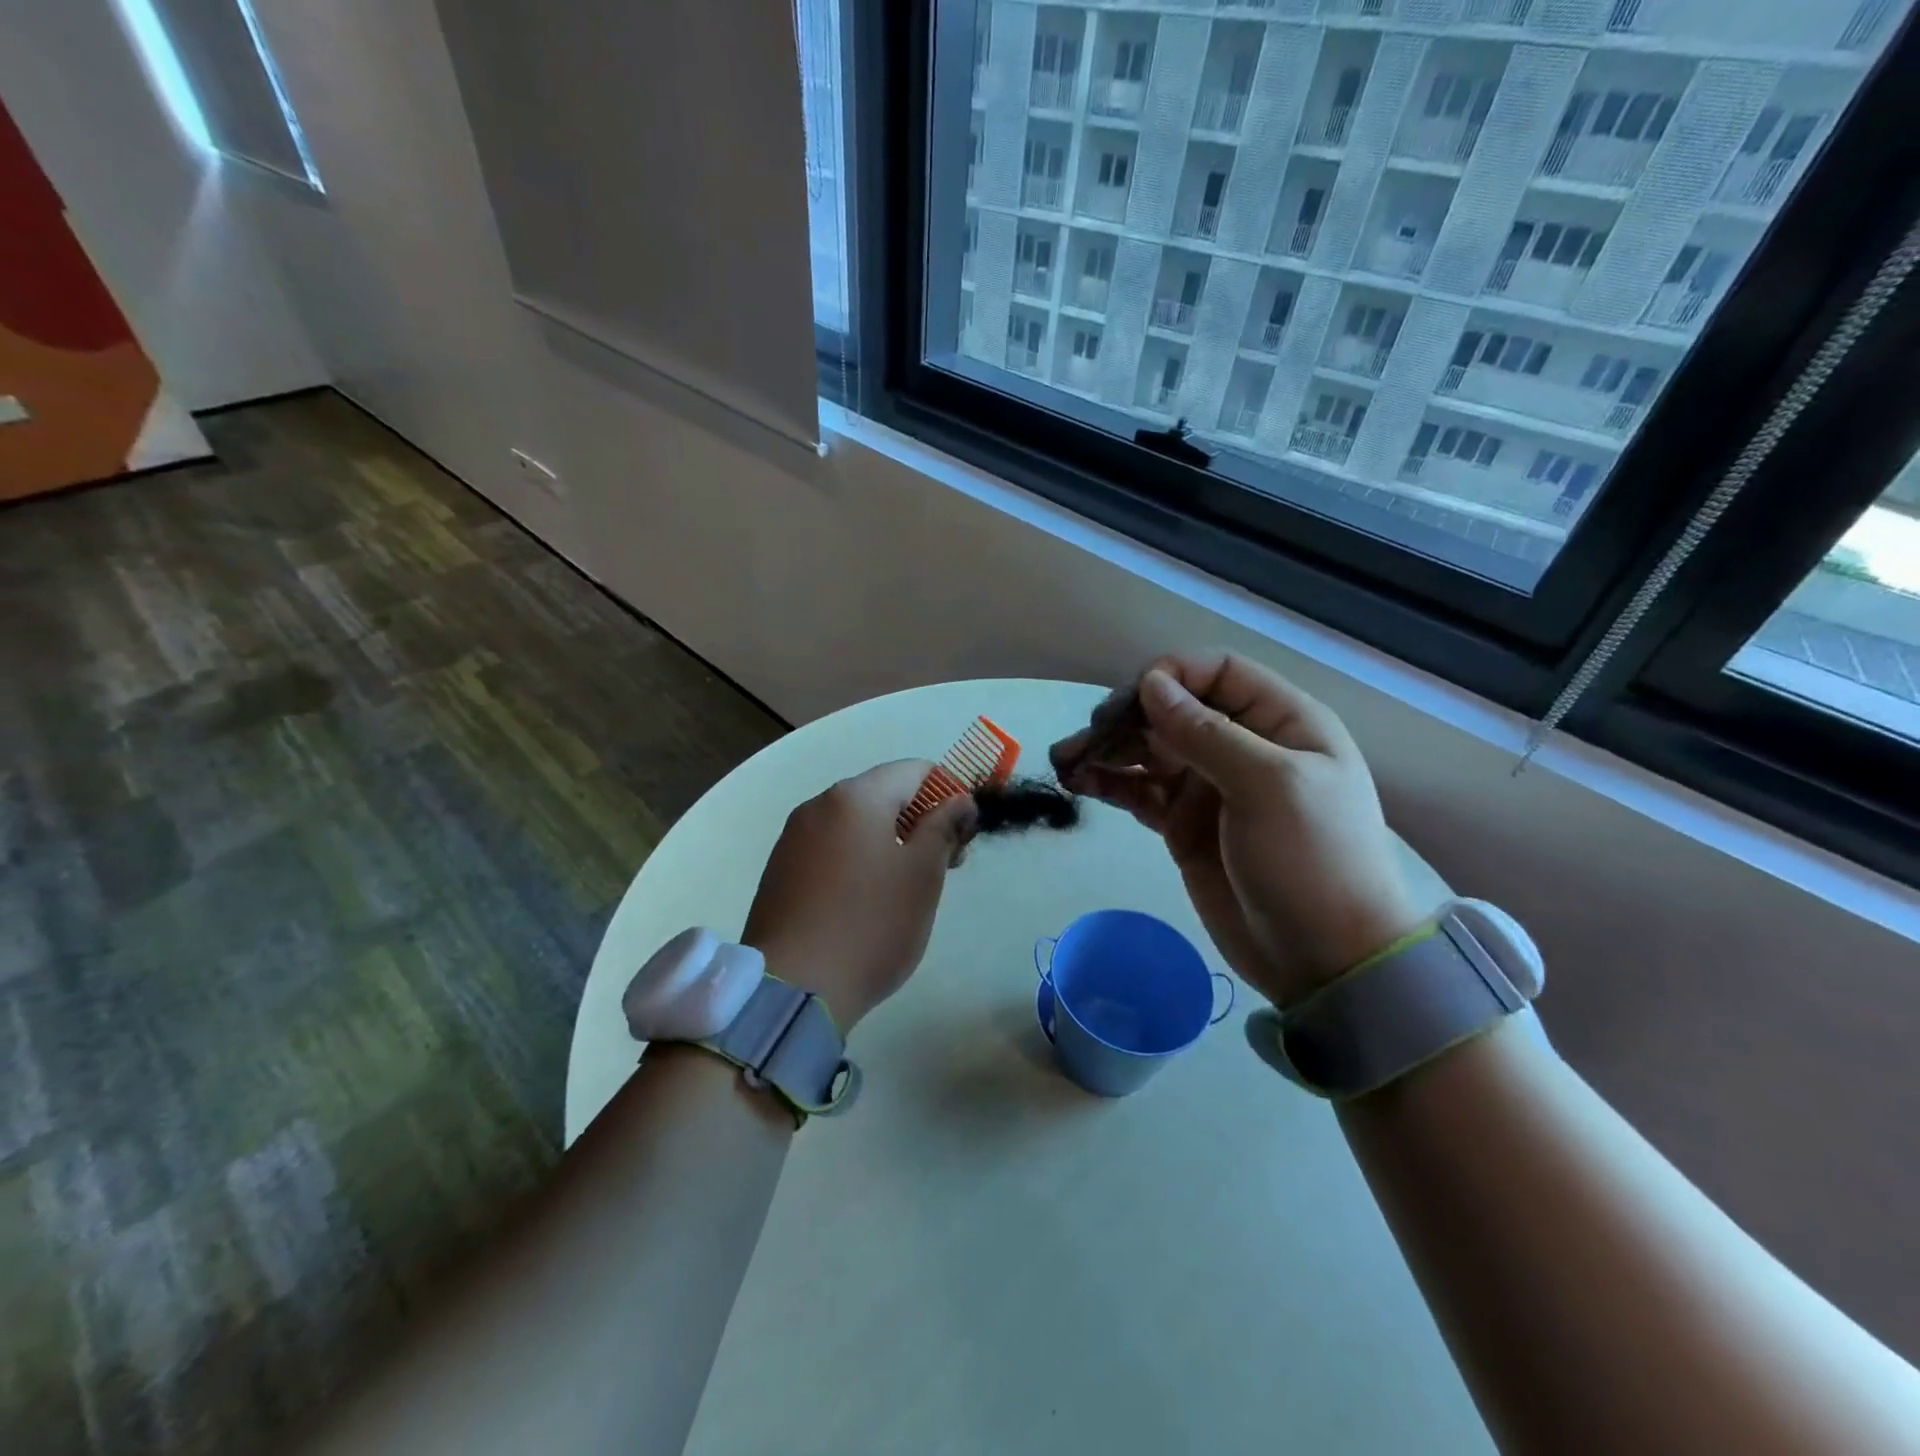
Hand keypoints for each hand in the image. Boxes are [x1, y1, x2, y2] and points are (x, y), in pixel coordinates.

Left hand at [741, 760, 975, 1031]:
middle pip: (883, 794)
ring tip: (907, 887)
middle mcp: (818, 805)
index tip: (964, 835)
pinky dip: (858, 859)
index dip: (948, 793)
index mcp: (855, 796)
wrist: (793, 989)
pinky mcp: (780, 870)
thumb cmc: (871, 924)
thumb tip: (958, 799)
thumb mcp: (922, 874)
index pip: (914, 770)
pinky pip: (830, 848)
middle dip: (920, 820)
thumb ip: (944, 826)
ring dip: (890, 841)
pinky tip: (867, 900)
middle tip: (945, 865)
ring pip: (856, 823)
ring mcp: (793, 838)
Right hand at [1051, 652, 1422, 1008]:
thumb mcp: (1270, 787)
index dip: (1172, 676)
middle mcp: (1241, 746)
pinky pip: (1139, 791)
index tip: (1130, 702)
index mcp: (1280, 723)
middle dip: (1124, 718)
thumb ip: (1207, 733)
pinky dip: (1109, 783)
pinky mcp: (1182, 825)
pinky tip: (1078, 783)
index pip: (1218, 673)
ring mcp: (1208, 787)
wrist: (1323, 960)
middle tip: (1083, 741)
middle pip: (1172, 711)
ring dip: (1106, 750)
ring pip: (1148, 751)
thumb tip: (1150, 684)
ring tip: (1064, 762)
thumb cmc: (1311, 861)